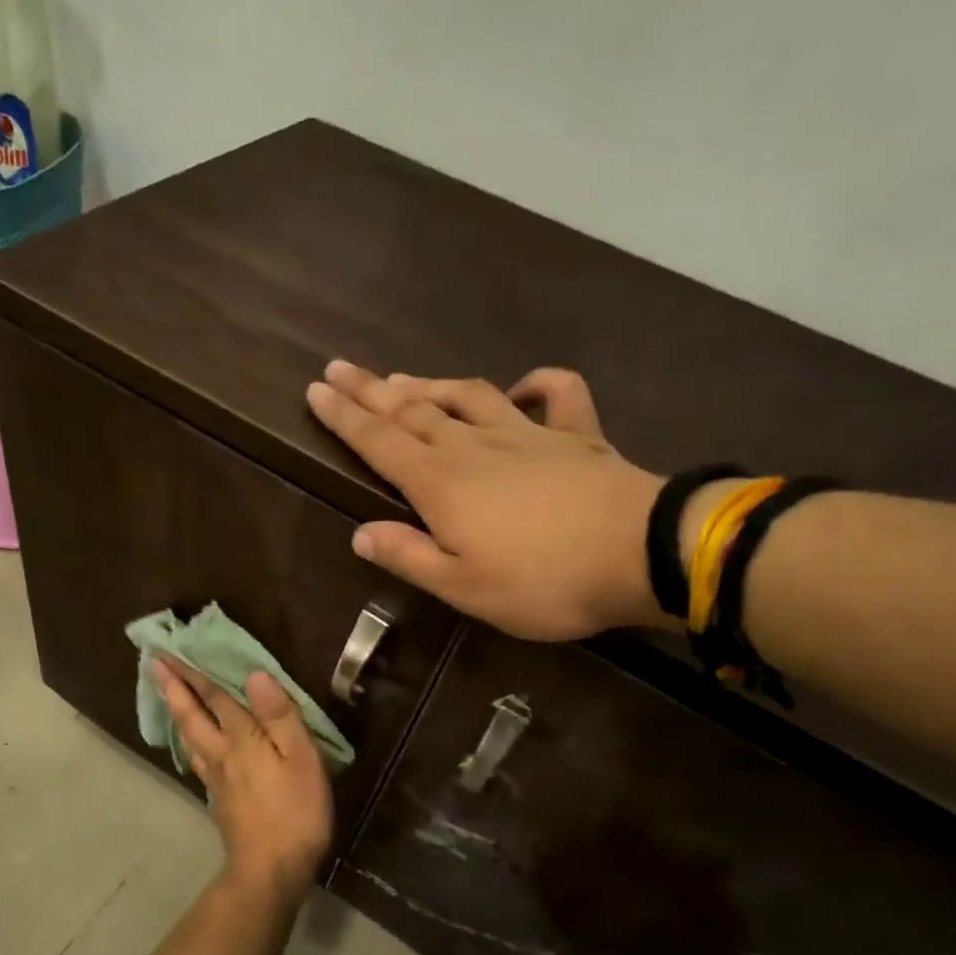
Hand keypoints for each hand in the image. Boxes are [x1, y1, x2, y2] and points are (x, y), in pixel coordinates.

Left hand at [152, 658, 333, 894]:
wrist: (271, 869)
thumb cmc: (295, 810)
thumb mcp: (301, 758)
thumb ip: (279, 715)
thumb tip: (254, 674)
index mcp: (242, 738)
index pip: (215, 698)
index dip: (193, 673)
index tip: (167, 652)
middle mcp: (222, 753)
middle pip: (191, 715)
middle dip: (173, 687)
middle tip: (154, 664)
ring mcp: (216, 778)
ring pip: (189, 737)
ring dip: (177, 712)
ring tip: (167, 696)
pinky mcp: (219, 799)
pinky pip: (196, 759)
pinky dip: (188, 741)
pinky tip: (191, 745)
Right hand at [306, 361, 666, 639]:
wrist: (640, 555)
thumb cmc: (541, 581)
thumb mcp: (462, 586)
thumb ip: (408, 556)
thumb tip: (361, 534)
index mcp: (440, 483)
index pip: (378, 441)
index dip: (343, 417)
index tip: (316, 390)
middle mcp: (474, 446)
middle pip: (413, 410)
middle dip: (372, 390)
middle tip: (340, 368)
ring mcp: (528, 434)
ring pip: (469, 396)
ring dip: (431, 385)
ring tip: (403, 379)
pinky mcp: (577, 435)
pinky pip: (556, 396)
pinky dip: (538, 384)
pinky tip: (522, 386)